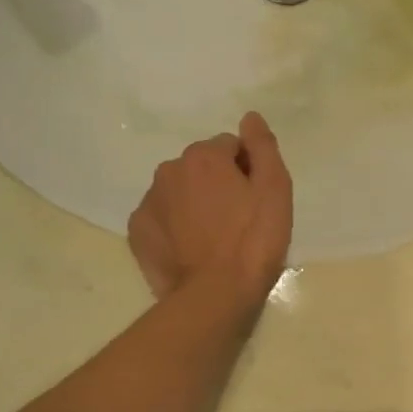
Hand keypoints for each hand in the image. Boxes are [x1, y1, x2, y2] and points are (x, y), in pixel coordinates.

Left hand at [127, 112, 292, 306]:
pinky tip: (191, 249)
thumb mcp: (275, 190)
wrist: (215, 294)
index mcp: (204, 157)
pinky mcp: (137, 232)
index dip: (247, 171)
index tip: (256, 200)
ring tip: (214, 238)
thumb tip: (250, 117)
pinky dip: (174, 226)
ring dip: (195, 204)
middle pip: (201, 167)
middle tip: (238, 220)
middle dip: (217, 184)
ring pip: (179, 191)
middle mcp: (169, 170)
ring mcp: (149, 202)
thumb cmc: (254, 240)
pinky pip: (161, 218)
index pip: (230, 147)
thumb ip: (263, 147)